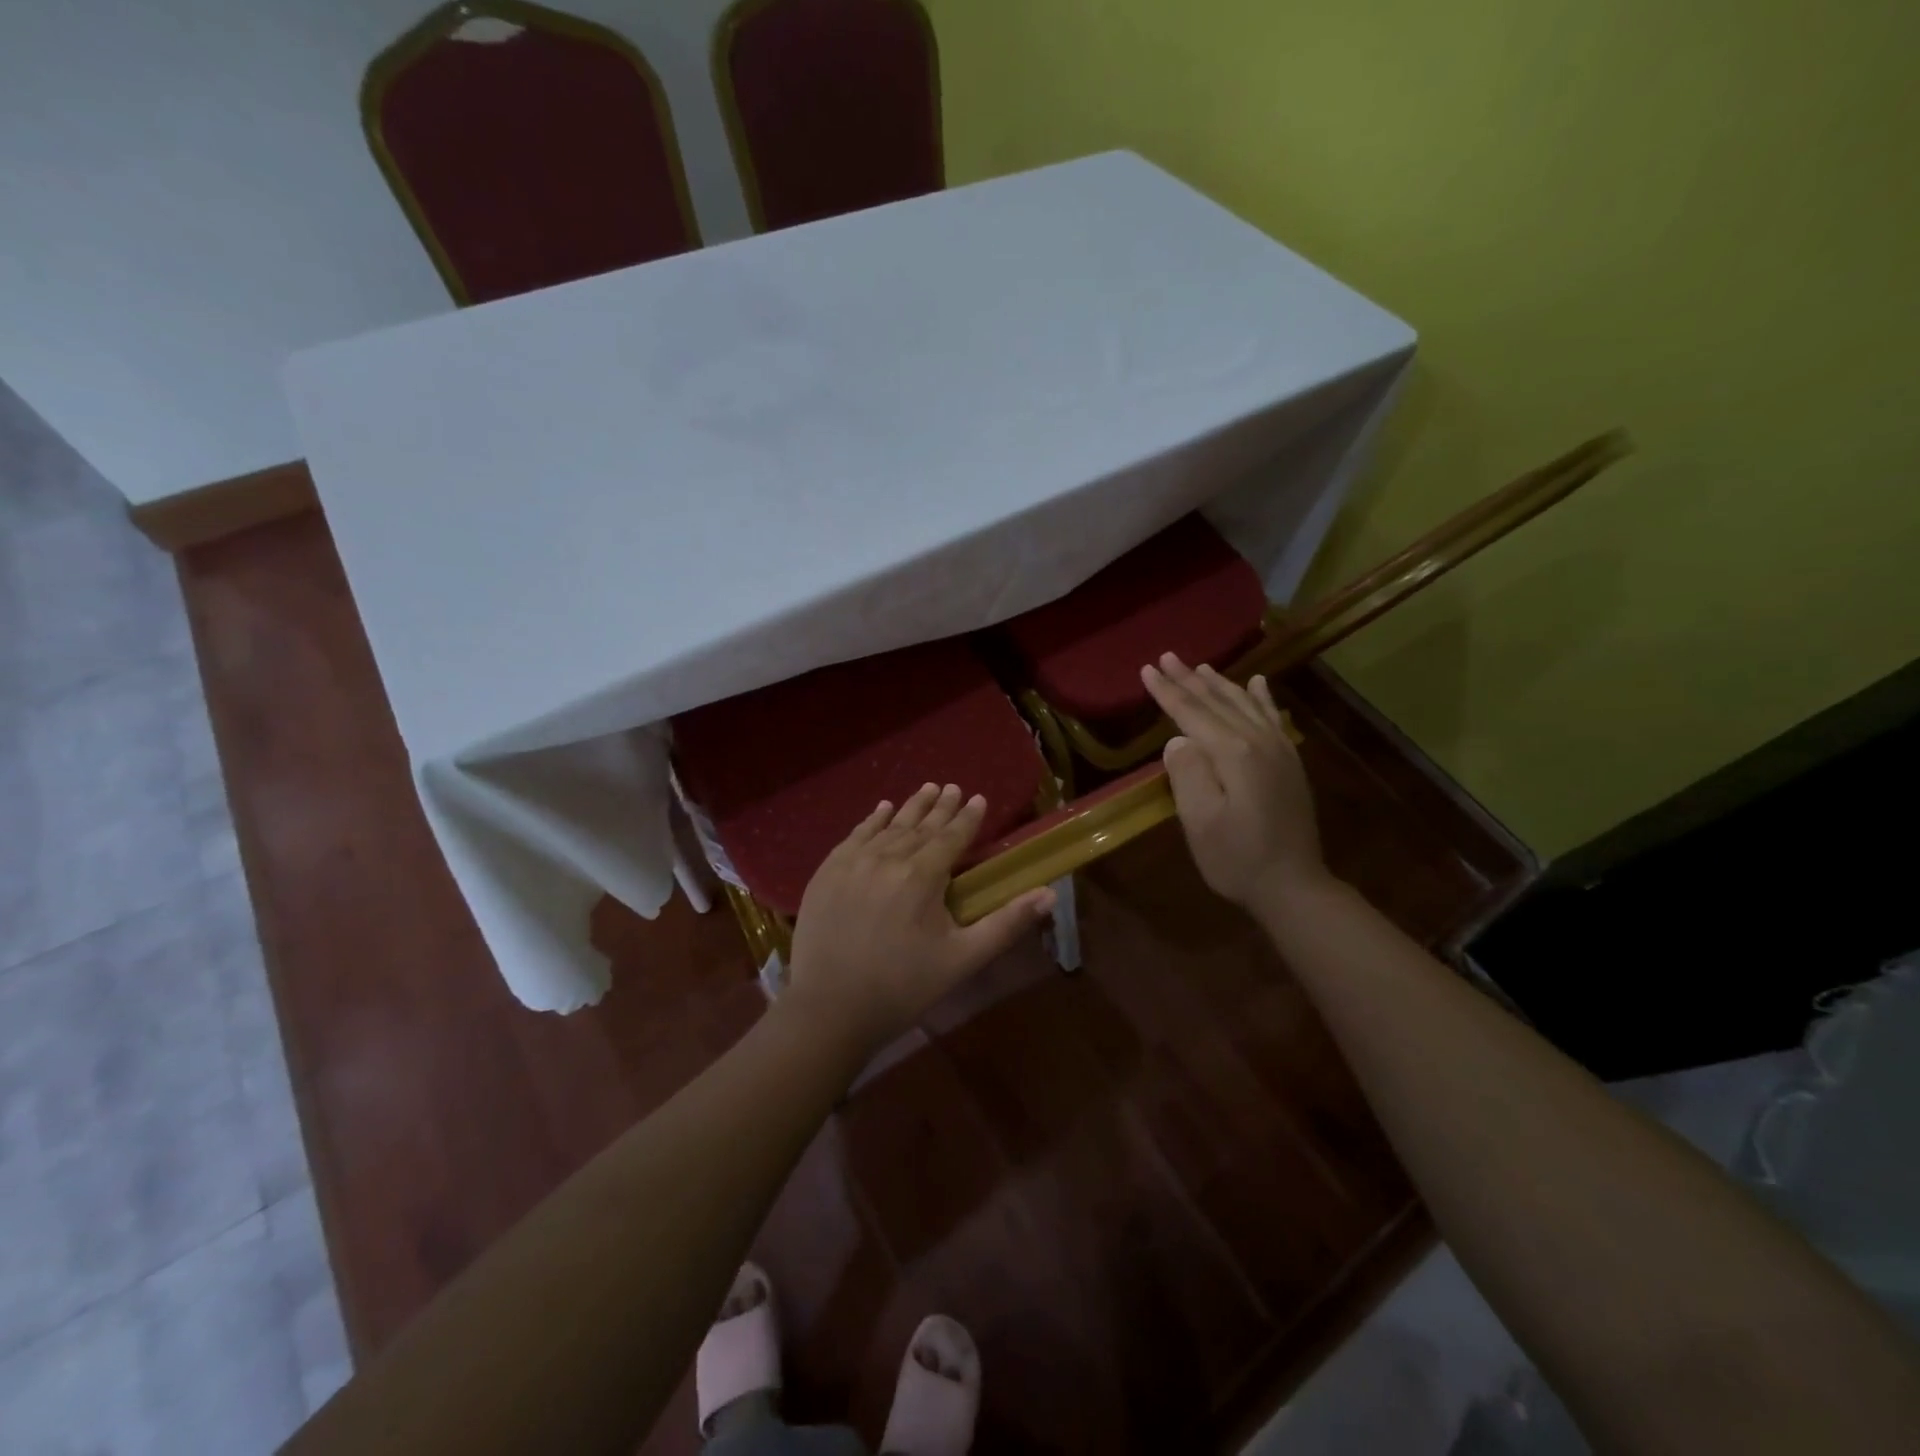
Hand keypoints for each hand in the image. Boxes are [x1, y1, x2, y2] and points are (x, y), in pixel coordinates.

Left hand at [783, 783, 1055, 1057]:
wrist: (830, 1009)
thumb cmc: (903, 987)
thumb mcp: (962, 959)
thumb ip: (1006, 924)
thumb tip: (1049, 894)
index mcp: (922, 876)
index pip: (951, 836)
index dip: (968, 817)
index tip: (979, 798)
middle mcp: (887, 858)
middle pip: (920, 825)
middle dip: (941, 806)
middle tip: (953, 787)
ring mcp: (852, 862)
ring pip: (888, 826)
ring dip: (910, 807)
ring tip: (927, 788)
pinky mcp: (827, 872)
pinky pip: (854, 836)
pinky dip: (872, 820)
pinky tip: (882, 809)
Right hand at [1140, 653, 1328, 908]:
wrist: (1293, 886)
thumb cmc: (1237, 858)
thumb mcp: (1200, 822)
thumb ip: (1187, 773)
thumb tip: (1178, 739)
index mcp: (1233, 753)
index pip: (1192, 713)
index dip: (1167, 691)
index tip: (1146, 669)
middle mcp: (1259, 742)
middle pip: (1218, 702)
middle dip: (1189, 679)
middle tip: (1167, 656)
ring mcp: (1280, 750)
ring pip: (1245, 704)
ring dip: (1220, 684)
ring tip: (1200, 666)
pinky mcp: (1290, 762)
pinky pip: (1272, 717)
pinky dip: (1261, 697)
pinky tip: (1257, 683)